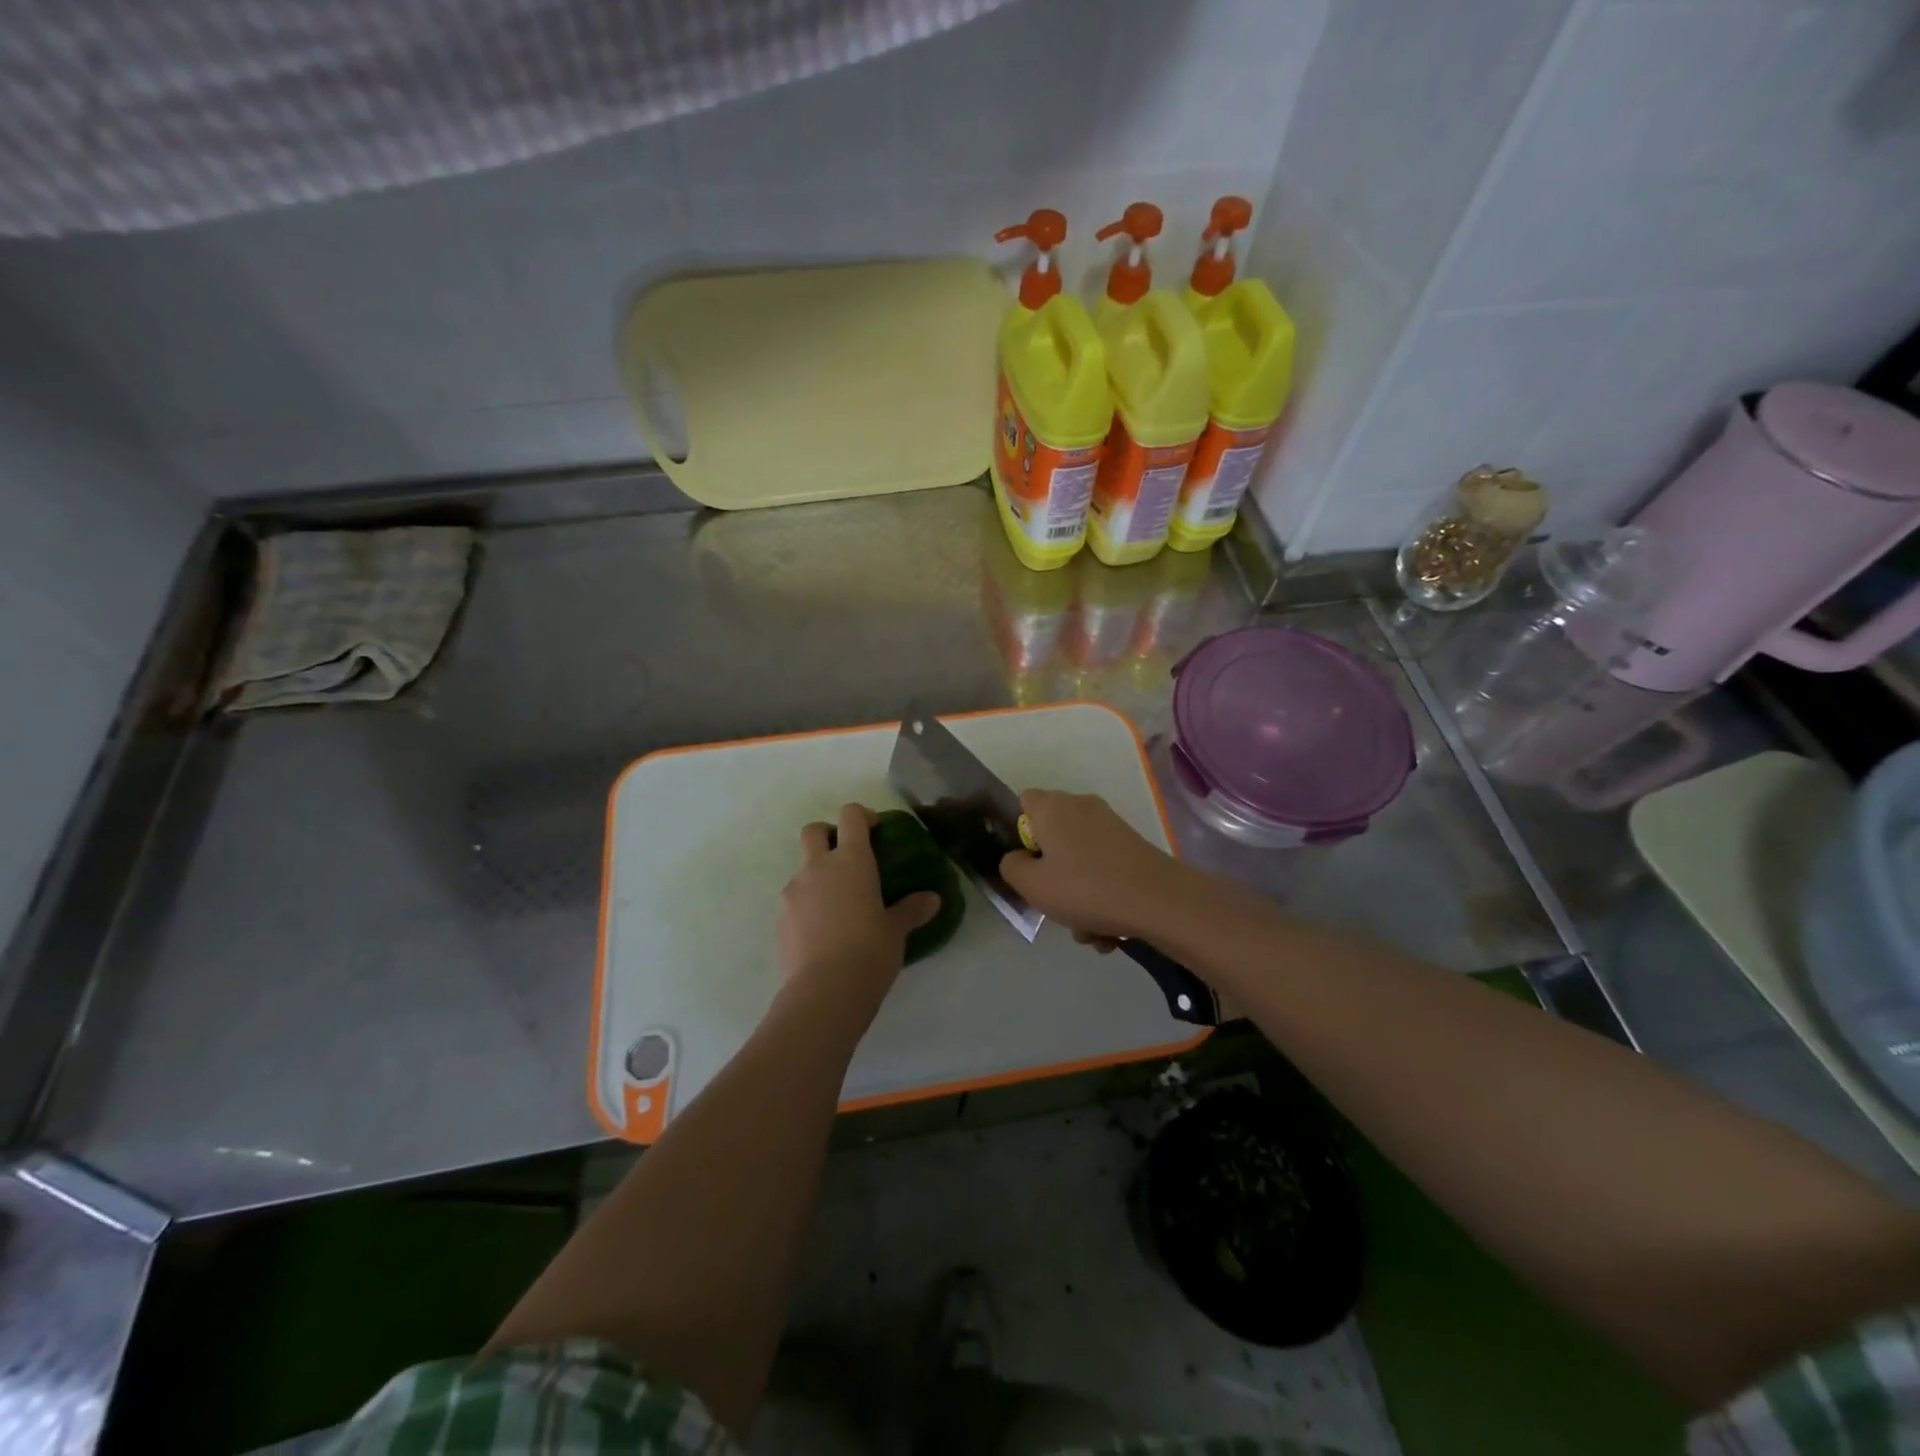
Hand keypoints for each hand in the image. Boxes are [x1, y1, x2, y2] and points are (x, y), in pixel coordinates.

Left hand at [779, 803, 940, 1005]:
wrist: (824, 992)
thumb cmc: (869, 951)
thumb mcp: (896, 931)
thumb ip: (912, 910)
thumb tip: (932, 899)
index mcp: (851, 861)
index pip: (850, 816)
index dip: (862, 816)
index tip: (875, 830)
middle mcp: (818, 867)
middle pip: (813, 831)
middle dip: (828, 835)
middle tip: (847, 857)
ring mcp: (794, 891)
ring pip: (802, 868)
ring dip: (818, 875)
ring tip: (839, 905)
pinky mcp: (780, 918)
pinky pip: (795, 899)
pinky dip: (808, 904)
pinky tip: (823, 931)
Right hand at [997, 789, 1184, 942]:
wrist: (1158, 900)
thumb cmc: (1085, 888)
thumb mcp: (1032, 885)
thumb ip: (1012, 867)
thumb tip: (1018, 858)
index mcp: (1052, 807)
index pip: (1024, 802)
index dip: (1020, 833)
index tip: (1026, 864)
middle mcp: (1080, 806)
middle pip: (1053, 837)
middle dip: (1052, 875)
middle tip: (1055, 905)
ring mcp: (1110, 825)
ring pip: (1080, 861)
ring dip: (1079, 897)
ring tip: (1088, 931)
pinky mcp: (1133, 846)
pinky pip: (1104, 870)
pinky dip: (1103, 896)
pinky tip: (1110, 930)